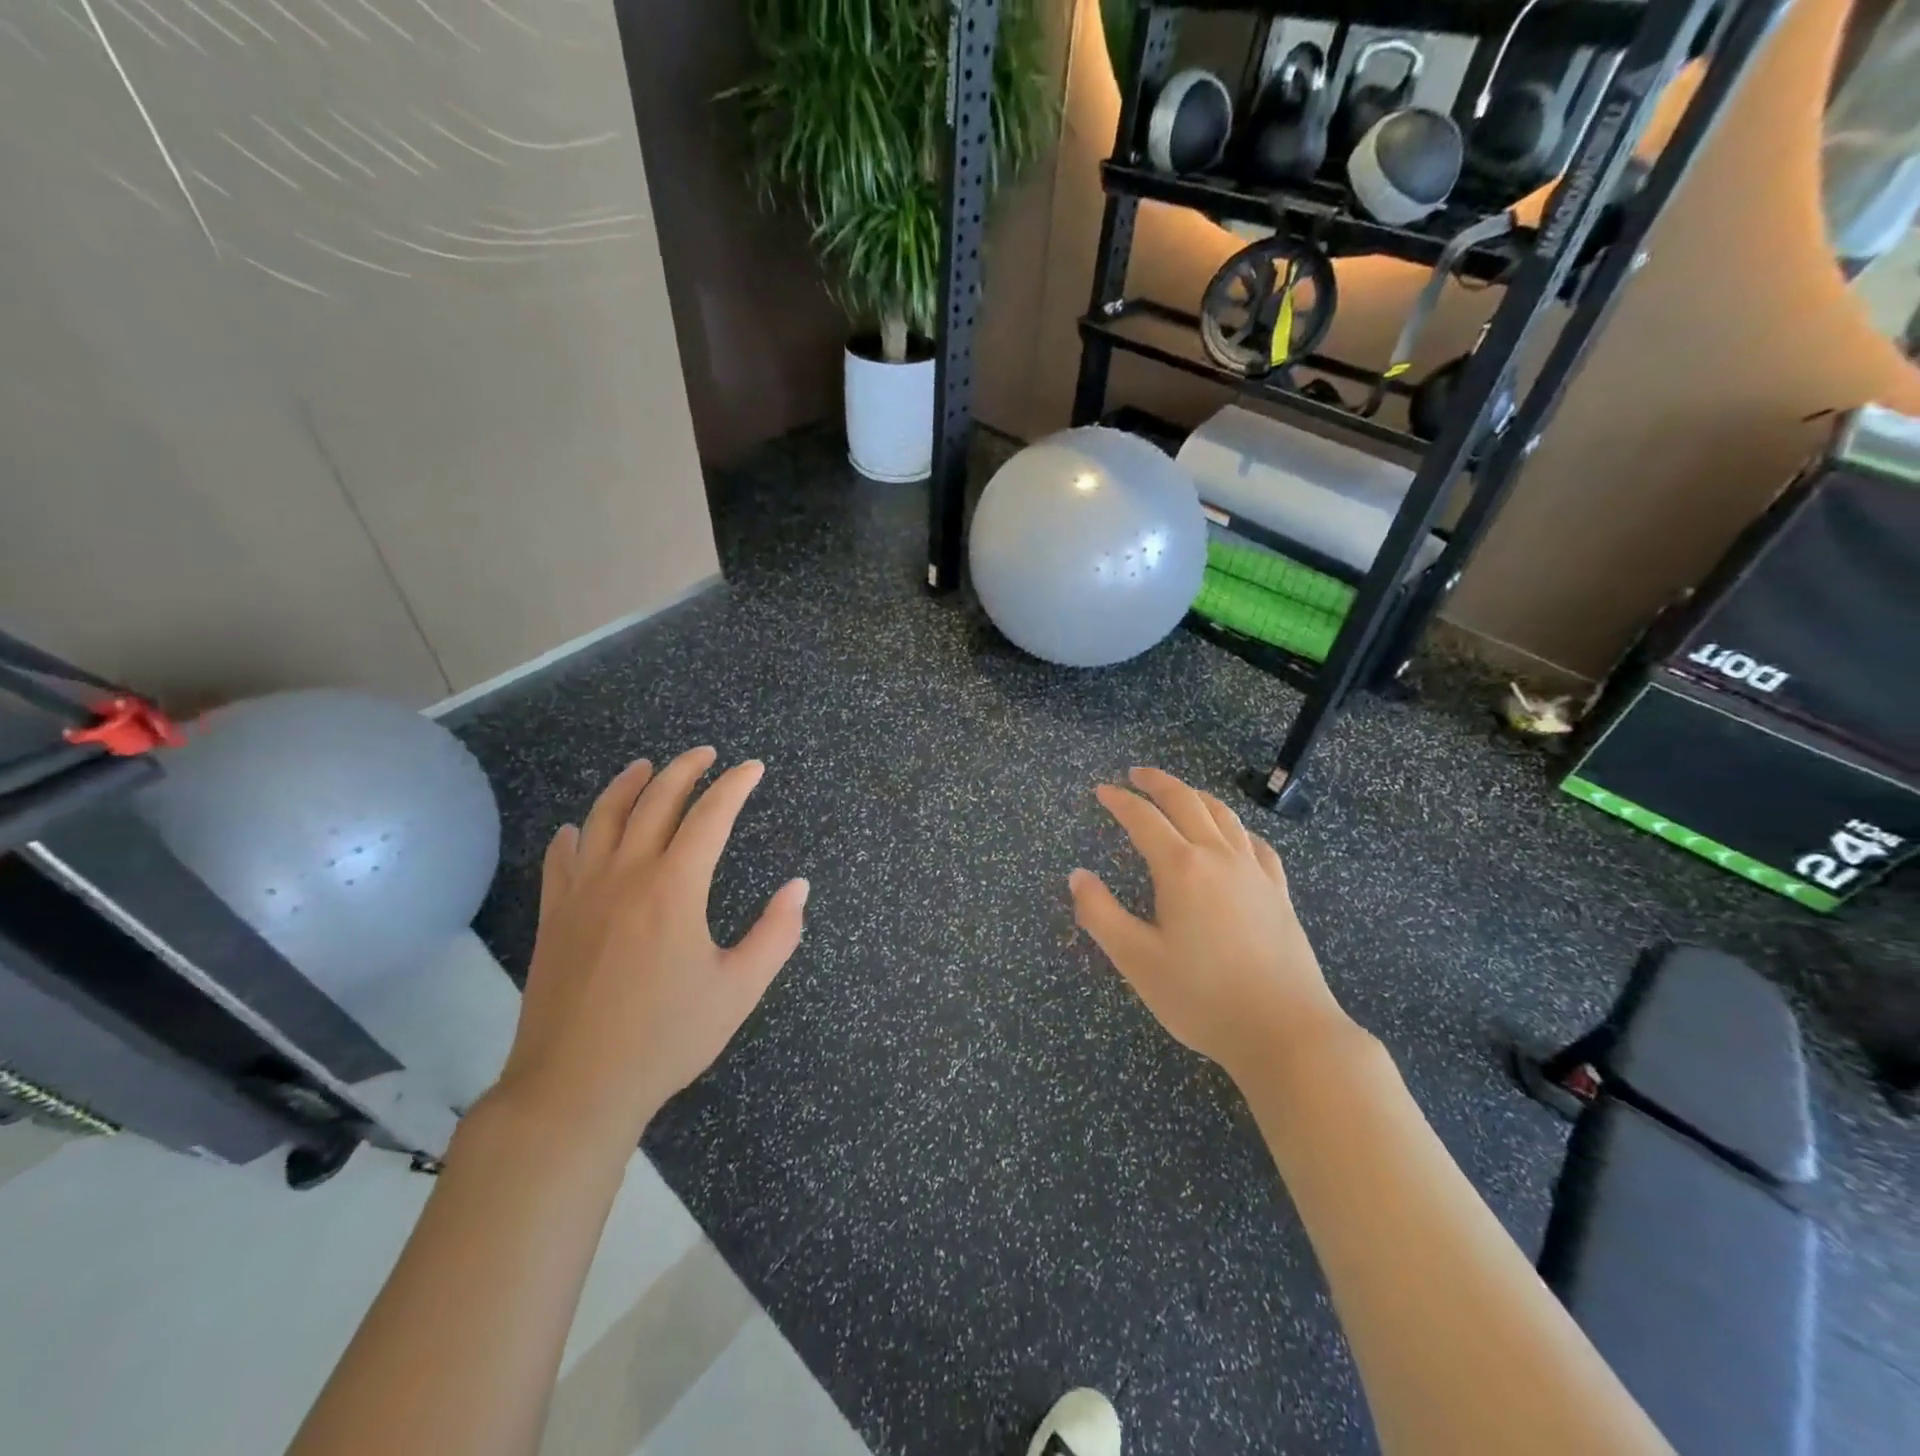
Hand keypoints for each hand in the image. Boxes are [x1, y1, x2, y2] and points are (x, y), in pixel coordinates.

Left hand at [490, 747, 807, 1144]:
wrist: (575, 1087)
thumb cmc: (666, 1037)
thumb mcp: (739, 989)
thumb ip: (776, 934)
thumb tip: (798, 887)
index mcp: (675, 887)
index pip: (710, 815)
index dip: (734, 786)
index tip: (752, 768)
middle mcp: (626, 874)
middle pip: (655, 802)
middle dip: (685, 770)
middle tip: (706, 754)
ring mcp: (582, 893)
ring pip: (603, 818)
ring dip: (628, 785)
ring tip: (646, 767)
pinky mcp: (554, 917)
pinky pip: (561, 859)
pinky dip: (575, 834)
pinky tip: (580, 829)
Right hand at [1069, 767, 1355, 1080]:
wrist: (1285, 1031)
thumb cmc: (1202, 997)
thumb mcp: (1137, 960)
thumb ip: (1100, 914)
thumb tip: (1077, 876)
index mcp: (1181, 869)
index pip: (1144, 819)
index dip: (1119, 802)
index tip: (1101, 791)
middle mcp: (1219, 857)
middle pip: (1187, 802)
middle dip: (1158, 783)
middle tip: (1136, 774)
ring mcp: (1255, 872)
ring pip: (1225, 816)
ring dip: (1197, 796)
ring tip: (1180, 794)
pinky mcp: (1279, 893)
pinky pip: (1256, 844)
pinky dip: (1237, 829)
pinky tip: (1235, 838)